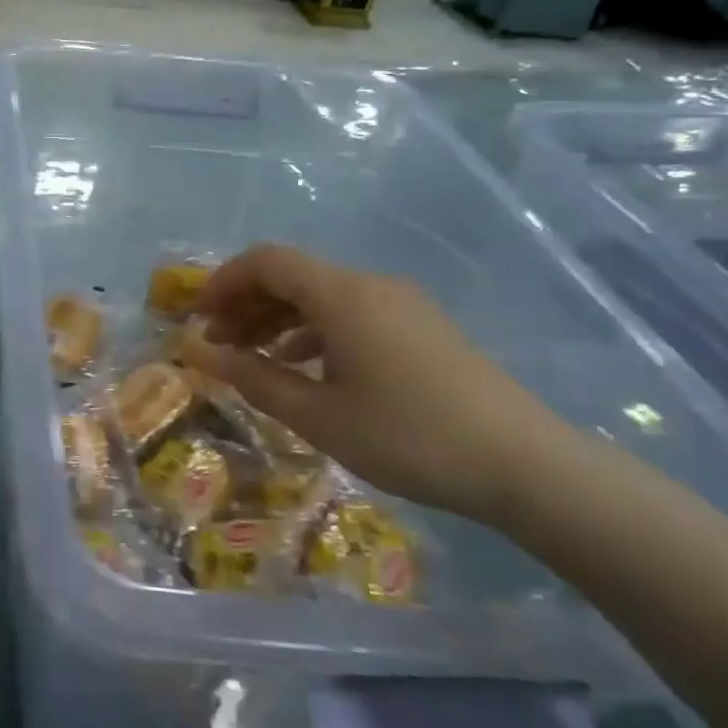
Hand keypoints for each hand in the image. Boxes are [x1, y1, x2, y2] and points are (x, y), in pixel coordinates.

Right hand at [180, 245, 575, 525]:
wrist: (527, 466)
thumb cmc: (409, 438)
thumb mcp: (318, 417)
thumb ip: (254, 380)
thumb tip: (204, 355)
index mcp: (342, 295)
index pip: (266, 261)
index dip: (224, 281)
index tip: (199, 318)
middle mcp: (370, 285)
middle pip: (292, 275)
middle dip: (246, 303)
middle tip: (219, 344)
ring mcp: (402, 304)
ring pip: (321, 295)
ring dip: (278, 318)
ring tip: (254, 358)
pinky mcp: (422, 327)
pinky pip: (351, 312)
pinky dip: (314, 330)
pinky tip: (305, 367)